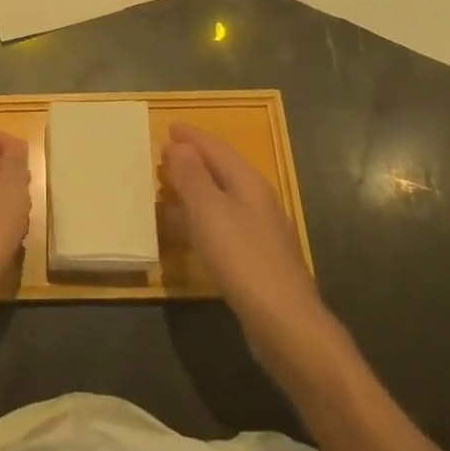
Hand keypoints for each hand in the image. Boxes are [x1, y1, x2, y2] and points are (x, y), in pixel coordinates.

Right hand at [163, 123, 336, 375]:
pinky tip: (186, 233)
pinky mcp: (257, 260)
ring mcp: (261, 232)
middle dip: (193, 160)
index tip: (169, 127)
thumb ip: (192, 176)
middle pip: (223, 171)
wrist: (285, 323)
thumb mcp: (209, 211)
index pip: (217, 149)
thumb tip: (179, 145)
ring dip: (195, 190)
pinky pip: (222, 224)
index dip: (192, 137)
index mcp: (249, 183)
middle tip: (163, 155)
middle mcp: (258, 202)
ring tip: (167, 191)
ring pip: (222, 199)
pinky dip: (200, 218)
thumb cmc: (243, 258)